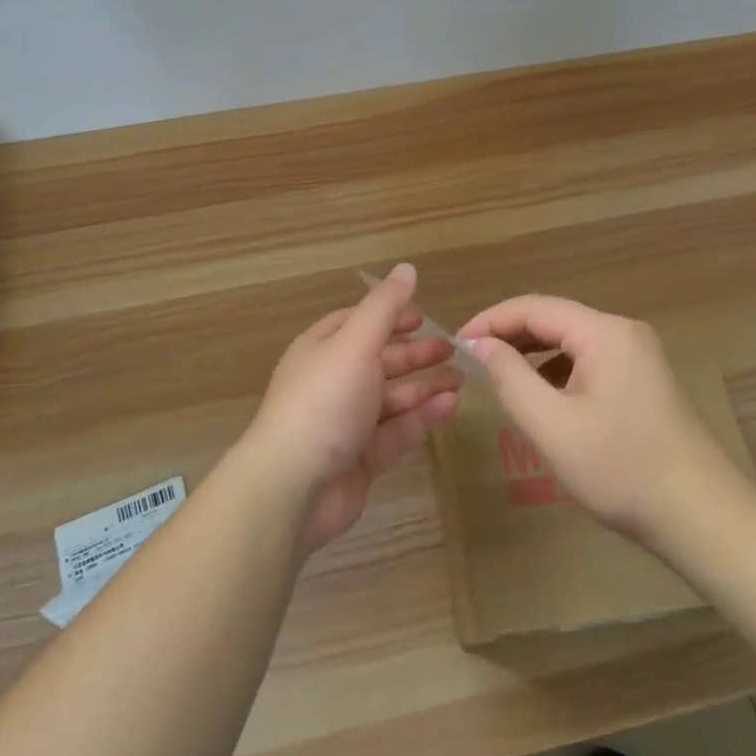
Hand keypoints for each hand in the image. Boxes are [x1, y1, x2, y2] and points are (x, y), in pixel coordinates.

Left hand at [241, 264, 461, 555]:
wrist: (293, 487)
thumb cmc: (324, 401)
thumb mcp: (356, 343)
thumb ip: (384, 307)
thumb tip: (407, 268)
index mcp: (322, 348)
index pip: (358, 323)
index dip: (389, 316)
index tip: (423, 317)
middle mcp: (333, 381)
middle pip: (379, 360)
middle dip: (415, 353)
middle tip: (453, 350)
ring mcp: (347, 421)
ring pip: (392, 397)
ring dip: (425, 386)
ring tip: (461, 380)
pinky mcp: (361, 458)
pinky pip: (397, 431)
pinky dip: (422, 417)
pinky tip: (450, 407)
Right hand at [458, 295, 746, 542]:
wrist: (704, 519)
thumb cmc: (623, 472)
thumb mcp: (554, 428)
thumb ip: (511, 379)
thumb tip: (480, 344)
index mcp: (604, 332)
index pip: (534, 307)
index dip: (491, 321)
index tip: (457, 344)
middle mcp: (623, 331)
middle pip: (554, 319)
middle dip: (511, 335)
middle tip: (472, 360)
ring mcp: (638, 354)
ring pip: (571, 340)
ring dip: (533, 353)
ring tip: (501, 377)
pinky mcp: (644, 378)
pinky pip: (589, 360)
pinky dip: (558, 370)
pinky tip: (544, 397)